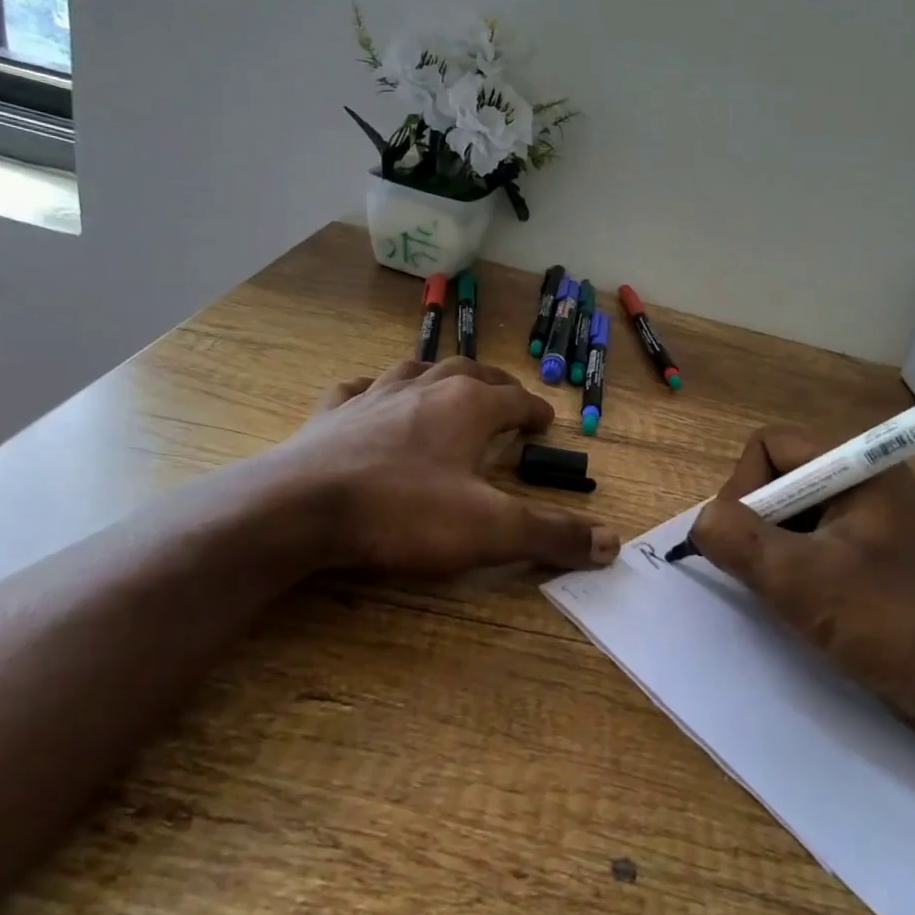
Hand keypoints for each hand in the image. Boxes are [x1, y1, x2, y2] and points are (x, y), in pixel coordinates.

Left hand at [262, 357, 619, 574]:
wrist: (302, 509)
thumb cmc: (404, 512)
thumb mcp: (490, 530)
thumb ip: (552, 535)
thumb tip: (613, 543)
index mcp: (468, 406)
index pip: (514, 399)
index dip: (534, 410)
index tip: (546, 420)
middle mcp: (425, 388)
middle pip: (470, 372)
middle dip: (494, 384)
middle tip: (507, 396)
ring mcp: (373, 395)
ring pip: (416, 371)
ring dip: (439, 376)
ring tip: (448, 385)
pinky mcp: (331, 413)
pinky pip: (357, 389)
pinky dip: (373, 390)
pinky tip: (369, 396)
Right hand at [689, 427, 914, 740]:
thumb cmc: (889, 624)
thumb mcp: (800, 580)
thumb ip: (738, 540)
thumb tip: (701, 522)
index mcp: (859, 467)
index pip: (770, 445)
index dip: (744, 488)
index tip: (748, 543)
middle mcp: (864, 482)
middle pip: (778, 478)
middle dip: (757, 523)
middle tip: (763, 572)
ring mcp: (870, 521)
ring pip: (791, 515)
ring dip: (772, 551)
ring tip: (783, 594)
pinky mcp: (870, 557)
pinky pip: (811, 543)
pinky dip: (792, 568)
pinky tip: (802, 605)